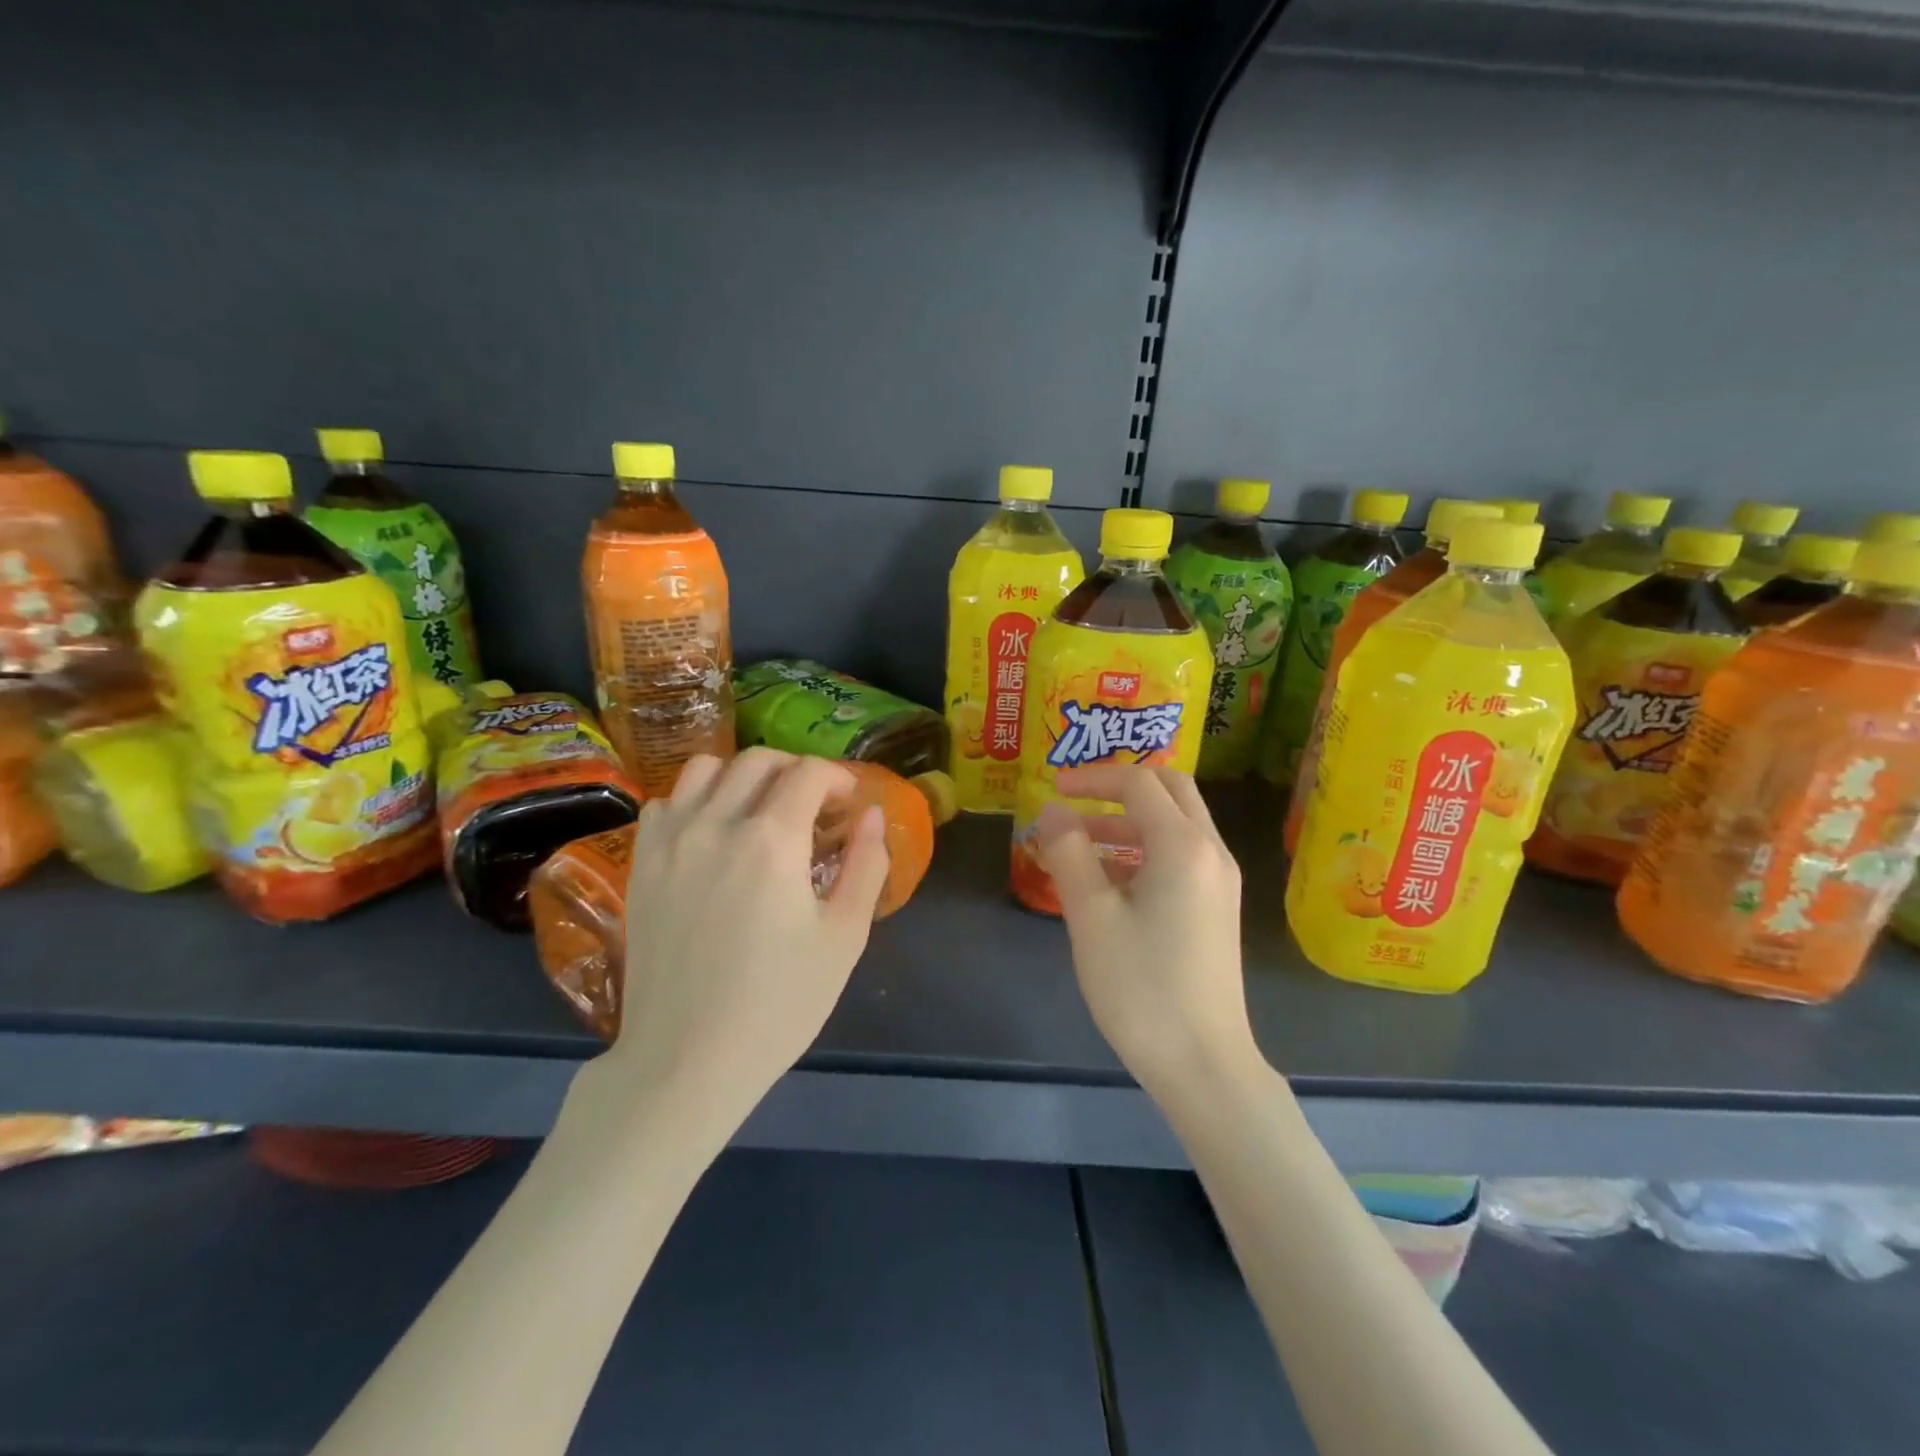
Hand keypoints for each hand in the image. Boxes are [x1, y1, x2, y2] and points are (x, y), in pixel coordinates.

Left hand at [571, 750, 889, 1144]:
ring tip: (761, 810)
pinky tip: (713, 833)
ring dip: (743, 776)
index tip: (848, 804)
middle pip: (759, 761)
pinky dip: (697, 800)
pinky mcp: (641, 864)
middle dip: (796, 771)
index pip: (807, 772)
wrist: (686, 1060)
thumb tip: (873, 815)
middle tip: (814, 806)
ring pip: (706, 768)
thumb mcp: (844, 938)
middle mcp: (716, 824)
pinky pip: (668, 802)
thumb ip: (866, 866)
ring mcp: (670, 841)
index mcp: (771, 840)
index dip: (837, 778)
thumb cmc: (778, 1004)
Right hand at [1036, 765, 1260, 1097]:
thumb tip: (1054, 810)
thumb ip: (1069, 853)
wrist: (1204, 1064)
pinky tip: (1110, 879)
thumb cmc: (1141, 987)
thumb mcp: (1091, 916)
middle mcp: (1211, 852)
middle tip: (1076, 799)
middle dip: (1120, 786)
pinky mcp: (1218, 908)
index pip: (1139, 782)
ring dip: (1130, 819)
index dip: (1093, 778)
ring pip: (1177, 823)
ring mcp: (1220, 881)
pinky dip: (1146, 848)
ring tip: (1079, 843)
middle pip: (1170, 790)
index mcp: (1183, 845)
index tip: (1053, 789)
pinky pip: (1182, 855)